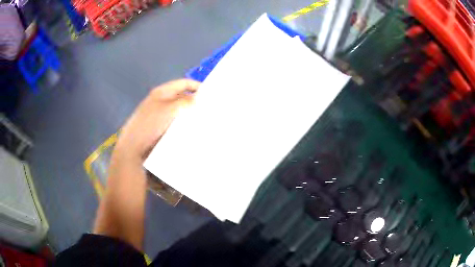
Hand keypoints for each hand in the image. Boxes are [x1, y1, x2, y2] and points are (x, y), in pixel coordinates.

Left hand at [114, 79, 200, 162]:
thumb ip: (185, 102)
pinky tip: (191, 130)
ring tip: (203, 121)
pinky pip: (175, 123)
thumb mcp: (169, 109)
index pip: (183, 83)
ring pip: (179, 111)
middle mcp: (162, 101)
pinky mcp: (160, 127)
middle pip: (182, 97)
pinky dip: (183, 125)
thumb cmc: (150, 124)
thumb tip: (197, 100)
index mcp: (162, 92)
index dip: (196, 86)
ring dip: (189, 115)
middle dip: (194, 102)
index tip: (210, 95)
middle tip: (208, 109)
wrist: (134, 146)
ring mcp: (161, 115)